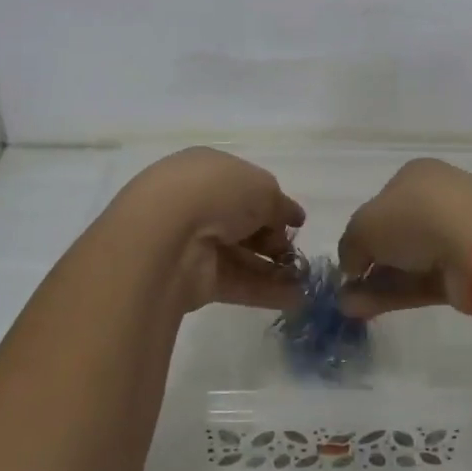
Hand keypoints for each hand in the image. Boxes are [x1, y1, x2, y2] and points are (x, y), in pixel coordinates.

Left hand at [111, 148, 306, 311]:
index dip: (271, 203)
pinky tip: (296, 299)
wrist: (166, 235)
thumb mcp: (263, 187)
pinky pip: (237, 283)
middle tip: (295, 252)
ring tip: (306, 281)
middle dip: (272, 239)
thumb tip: (291, 218)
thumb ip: (280, 205)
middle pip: (242, 223)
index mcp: (207, 170)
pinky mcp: (194, 279)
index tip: (295, 222)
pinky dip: (266, 291)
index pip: (243, 186)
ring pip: (241, 256)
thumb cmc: (216, 193)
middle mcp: (197, 204)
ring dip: (274, 269)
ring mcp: (193, 243)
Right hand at [337, 159, 471, 317]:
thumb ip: (350, 245)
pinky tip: (367, 310)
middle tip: (346, 287)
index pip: (383, 201)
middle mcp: (439, 199)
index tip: (350, 257)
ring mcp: (457, 234)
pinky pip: (425, 280)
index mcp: (416, 175)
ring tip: (348, 308)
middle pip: (397, 233)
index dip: (363, 229)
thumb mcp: (363, 226)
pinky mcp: (468, 268)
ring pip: (410, 260)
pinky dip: (397, 294)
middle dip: (370, 262)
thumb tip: (352, 265)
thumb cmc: (415, 218)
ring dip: (377, 283)